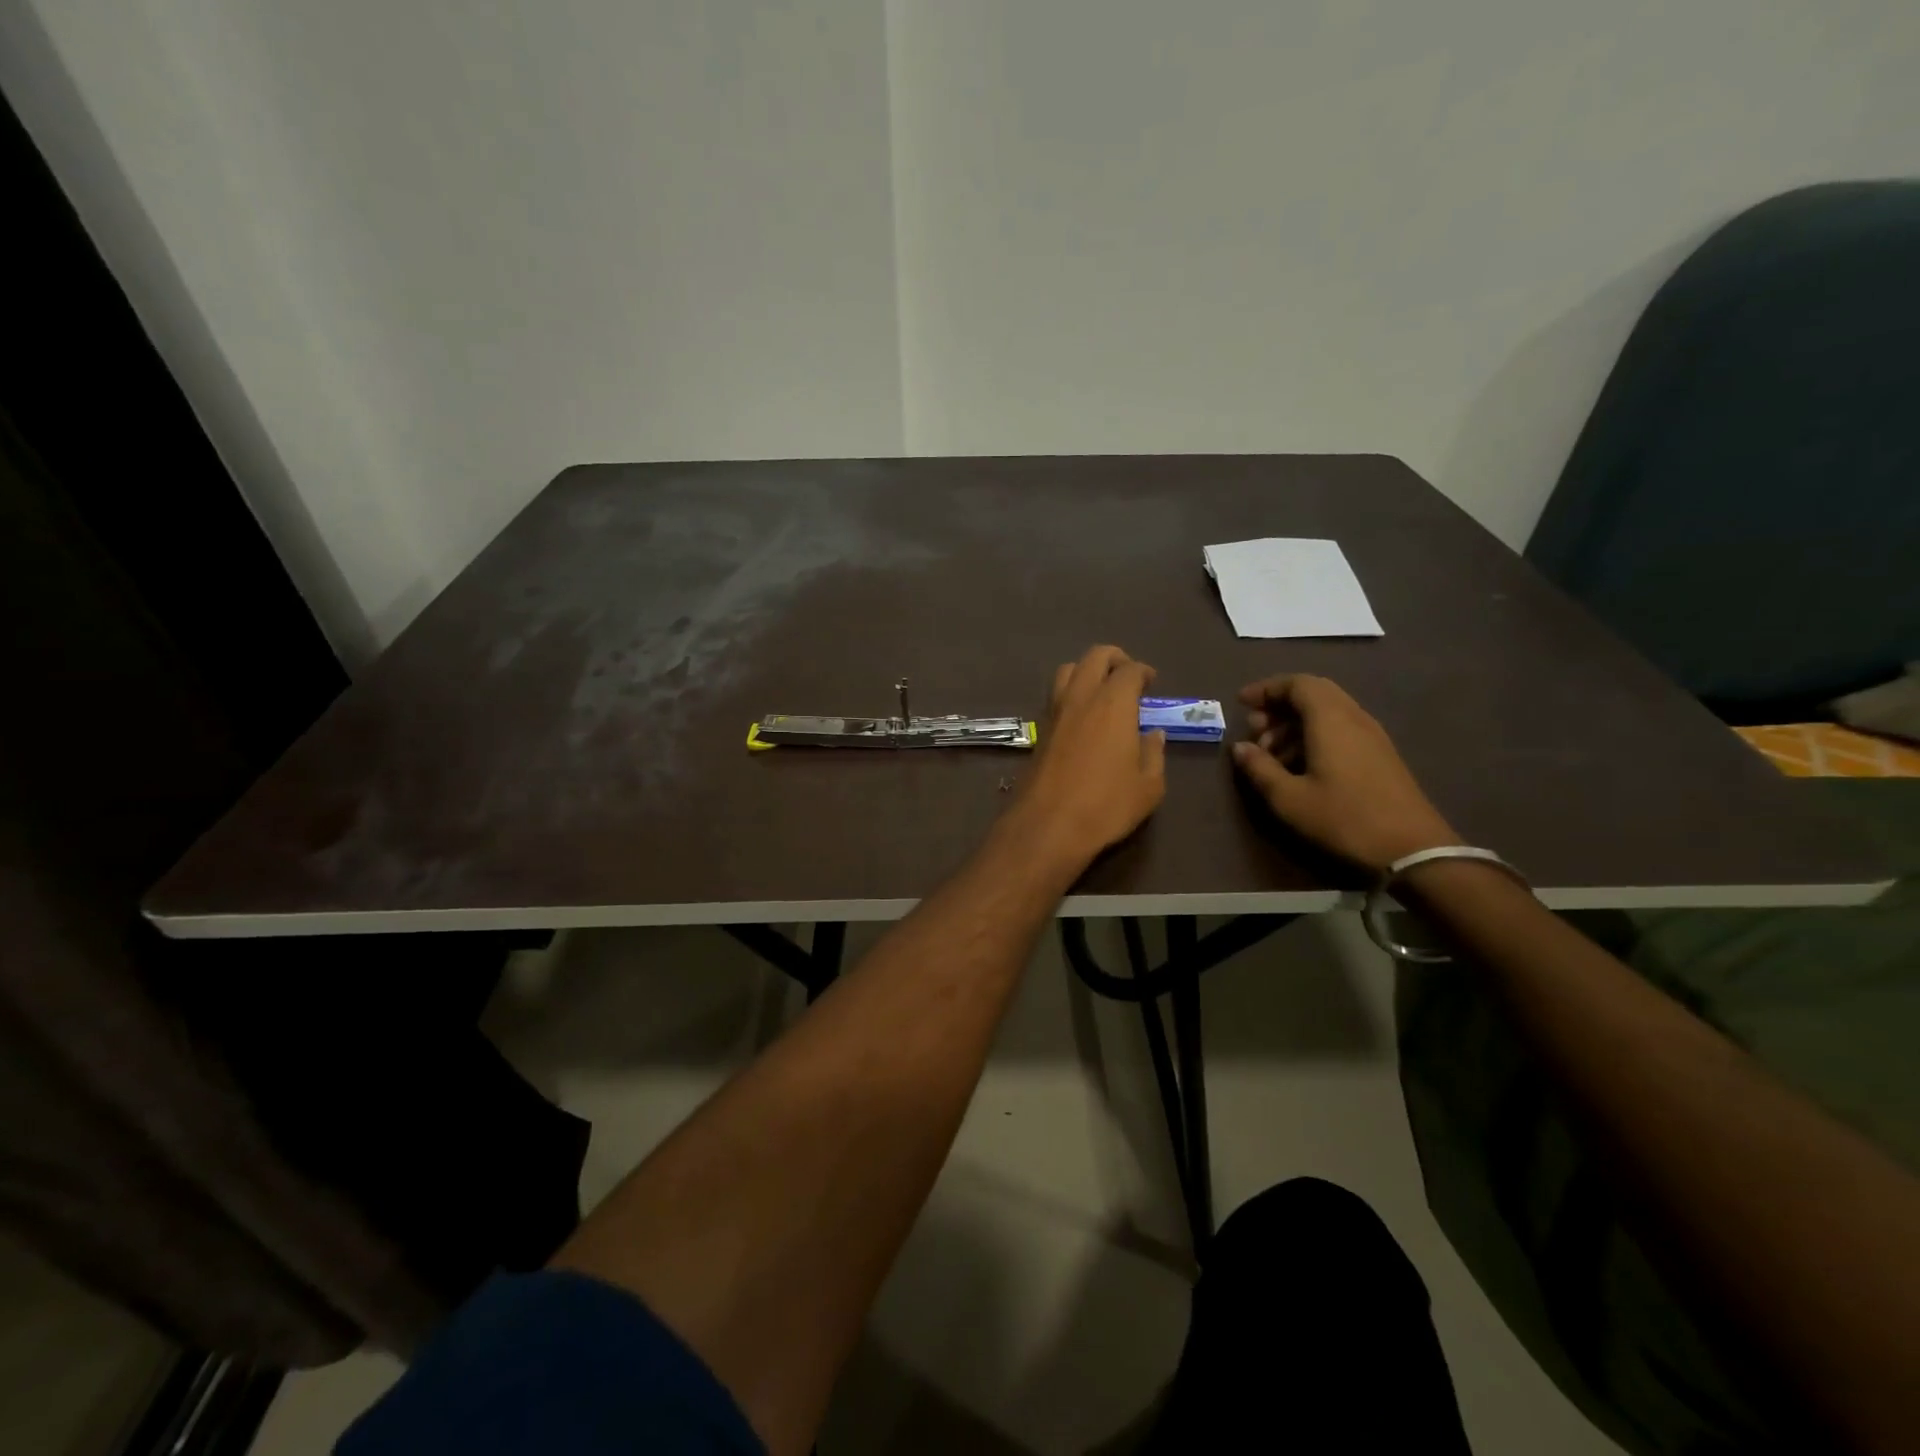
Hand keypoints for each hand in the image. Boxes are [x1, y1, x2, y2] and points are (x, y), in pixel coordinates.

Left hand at [1006, 645, 1165, 870]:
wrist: (1047, 826)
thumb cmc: (1106, 806)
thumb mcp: (1148, 786)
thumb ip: (1153, 754)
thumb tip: (1153, 734)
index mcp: (1113, 704)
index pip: (1129, 670)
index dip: (1143, 672)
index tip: (1151, 683)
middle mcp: (1081, 698)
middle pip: (1094, 657)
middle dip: (1115, 659)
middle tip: (1128, 676)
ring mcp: (1054, 712)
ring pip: (1067, 671)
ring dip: (1087, 671)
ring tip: (1102, 692)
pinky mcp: (1039, 731)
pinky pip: (1055, 696)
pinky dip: (1071, 693)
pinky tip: (1082, 717)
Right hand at [1229, 674, 1455, 874]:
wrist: (1413, 849)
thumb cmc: (1344, 819)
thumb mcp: (1289, 799)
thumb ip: (1260, 768)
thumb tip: (1239, 747)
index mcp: (1330, 720)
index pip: (1297, 683)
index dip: (1266, 689)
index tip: (1241, 704)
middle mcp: (1354, 718)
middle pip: (1314, 693)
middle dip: (1279, 706)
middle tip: (1255, 731)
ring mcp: (1372, 735)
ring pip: (1327, 712)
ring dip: (1295, 724)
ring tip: (1272, 755)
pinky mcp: (1380, 754)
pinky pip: (1341, 728)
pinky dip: (1314, 735)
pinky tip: (1301, 766)